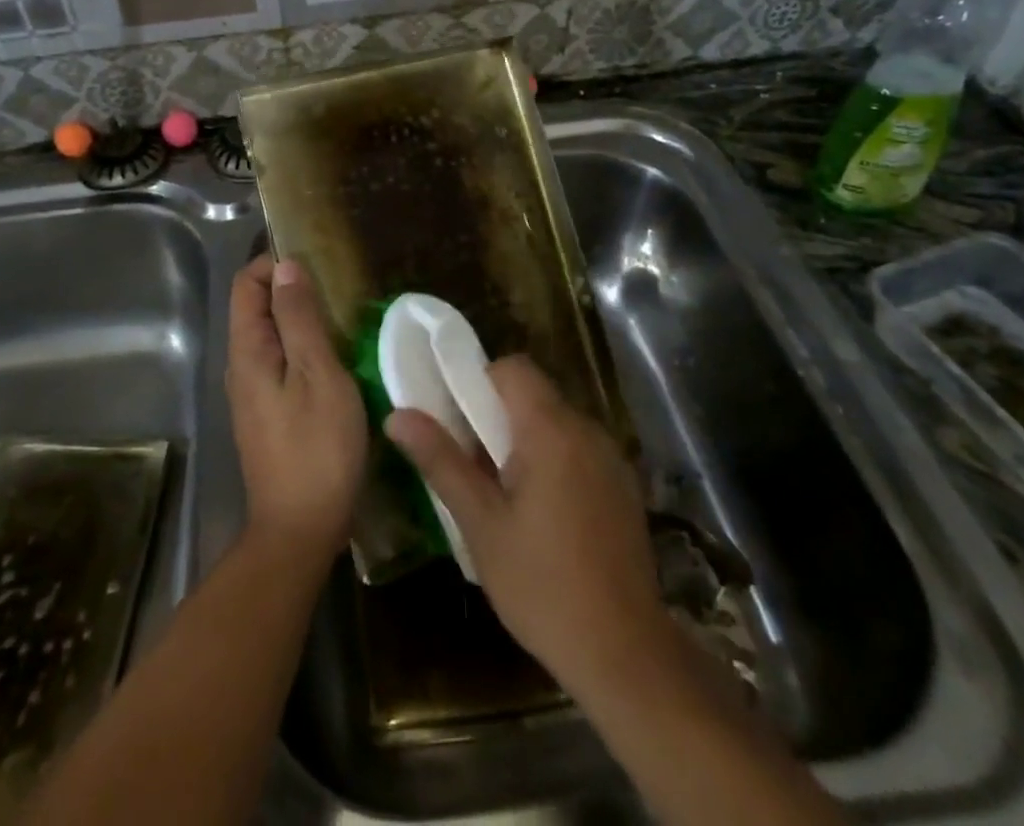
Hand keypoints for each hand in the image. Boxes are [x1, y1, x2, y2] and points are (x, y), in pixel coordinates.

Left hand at [227, 255, 366, 559]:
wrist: (299, 530)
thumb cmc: (316, 448)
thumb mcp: (317, 374)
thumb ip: (300, 318)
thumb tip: (286, 266)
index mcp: (247, 351)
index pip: (246, 284)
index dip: (275, 264)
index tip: (317, 264)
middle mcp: (241, 366)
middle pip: (256, 308)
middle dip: (291, 289)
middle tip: (338, 290)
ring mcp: (253, 393)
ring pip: (271, 336)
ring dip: (301, 319)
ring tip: (343, 319)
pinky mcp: (268, 413)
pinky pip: (280, 362)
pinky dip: (303, 348)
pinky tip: (336, 359)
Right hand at [385, 357, 670, 701]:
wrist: (626, 656)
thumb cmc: (542, 586)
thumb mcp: (481, 524)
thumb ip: (441, 461)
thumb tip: (397, 415)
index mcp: (552, 431)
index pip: (512, 368)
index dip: (478, 381)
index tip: (456, 420)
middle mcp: (587, 431)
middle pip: (533, 393)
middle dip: (496, 415)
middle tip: (471, 462)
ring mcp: (612, 459)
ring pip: (555, 422)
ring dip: (523, 439)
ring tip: (501, 492)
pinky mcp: (623, 487)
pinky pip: (577, 449)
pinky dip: (552, 460)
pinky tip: (541, 514)